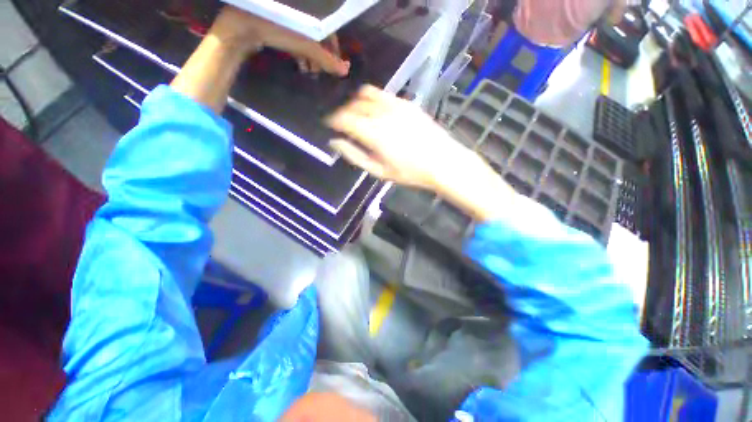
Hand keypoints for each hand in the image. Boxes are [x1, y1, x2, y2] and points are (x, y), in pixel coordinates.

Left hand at [211, 6, 349, 75]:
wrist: (242, 24)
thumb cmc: (278, 29)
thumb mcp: (306, 45)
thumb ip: (327, 59)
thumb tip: (345, 71)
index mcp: (312, 10)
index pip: (330, 29)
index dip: (334, 48)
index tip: (335, 64)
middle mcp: (302, 11)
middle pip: (318, 35)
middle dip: (321, 55)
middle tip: (321, 71)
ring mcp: (288, 16)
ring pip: (306, 38)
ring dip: (311, 57)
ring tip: (311, 72)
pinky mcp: (277, 23)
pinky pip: (294, 38)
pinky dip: (299, 52)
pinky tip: (300, 65)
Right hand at [327, 85, 515, 221]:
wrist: (442, 162)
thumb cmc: (410, 173)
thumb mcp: (379, 171)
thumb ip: (355, 156)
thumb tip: (336, 142)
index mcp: (373, 132)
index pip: (344, 118)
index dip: (333, 120)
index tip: (330, 124)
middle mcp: (382, 113)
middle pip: (354, 104)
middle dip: (344, 112)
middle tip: (344, 123)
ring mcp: (396, 105)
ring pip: (368, 94)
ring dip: (357, 102)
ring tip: (358, 115)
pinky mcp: (407, 103)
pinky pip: (384, 94)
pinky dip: (374, 100)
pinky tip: (376, 111)